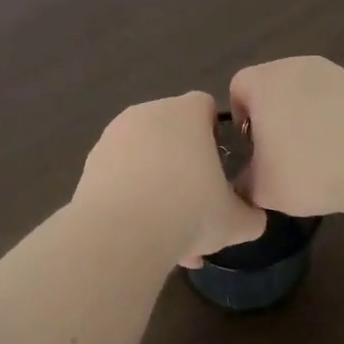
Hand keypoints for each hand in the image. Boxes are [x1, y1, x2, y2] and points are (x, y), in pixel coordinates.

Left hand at [72, 91, 267, 268]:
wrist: (121, 233)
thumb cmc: (189, 212)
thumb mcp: (236, 222)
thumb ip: (251, 215)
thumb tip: (252, 218)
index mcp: (186, 113)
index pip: (205, 106)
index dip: (215, 134)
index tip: (219, 168)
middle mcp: (148, 113)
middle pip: (172, 134)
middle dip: (184, 169)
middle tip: (195, 210)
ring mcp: (114, 135)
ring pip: (145, 158)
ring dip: (158, 188)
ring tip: (169, 236)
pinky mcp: (91, 161)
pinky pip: (120, 175)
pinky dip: (131, 197)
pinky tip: (141, 235)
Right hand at [229, 57, 343, 218]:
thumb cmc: (311, 170)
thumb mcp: (262, 189)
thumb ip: (244, 181)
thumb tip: (247, 179)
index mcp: (264, 82)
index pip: (238, 88)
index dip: (240, 118)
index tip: (252, 147)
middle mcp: (295, 66)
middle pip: (273, 86)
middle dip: (273, 115)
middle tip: (281, 152)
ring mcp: (334, 72)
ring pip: (306, 92)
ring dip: (305, 116)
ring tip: (316, 154)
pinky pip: (336, 100)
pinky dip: (334, 119)